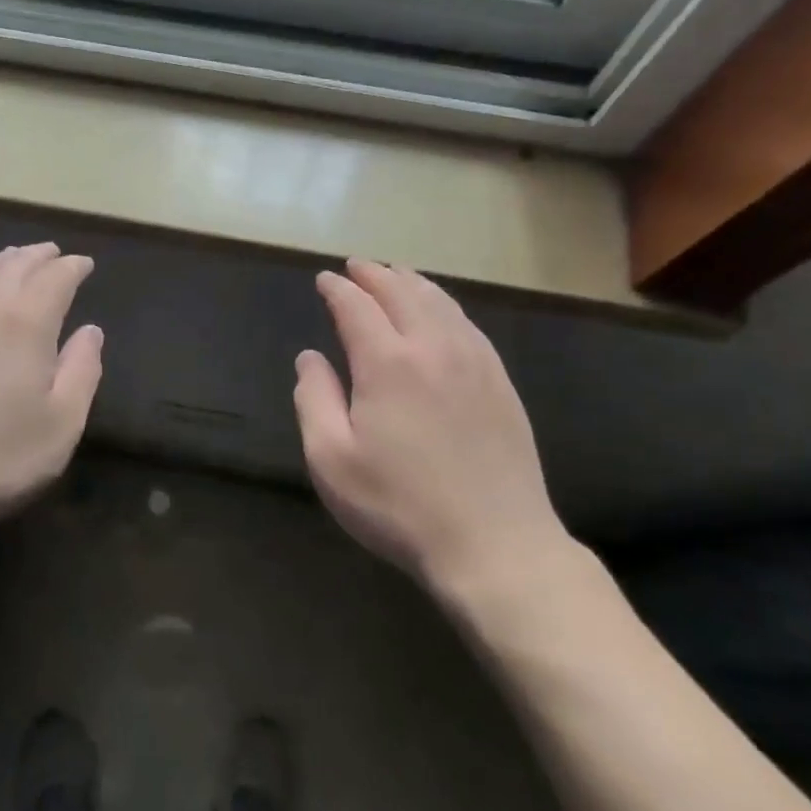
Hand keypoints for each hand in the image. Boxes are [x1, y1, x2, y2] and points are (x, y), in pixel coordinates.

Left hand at [0, 243, 102, 562]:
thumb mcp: (60, 426)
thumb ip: (82, 371)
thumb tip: (90, 331)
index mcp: (26, 322)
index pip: (55, 278)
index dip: (73, 267)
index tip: (84, 265)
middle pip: (14, 264)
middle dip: (38, 256)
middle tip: (52, 254)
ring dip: (1, 260)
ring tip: (14, 259)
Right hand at [293, 259, 574, 603]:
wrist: (495, 544)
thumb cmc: (400, 505)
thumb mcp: (332, 460)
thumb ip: (314, 399)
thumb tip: (310, 357)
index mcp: (387, 363)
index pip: (356, 307)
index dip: (337, 289)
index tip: (323, 280)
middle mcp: (432, 347)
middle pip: (401, 292)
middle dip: (375, 274)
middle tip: (356, 266)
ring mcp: (474, 361)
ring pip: (440, 302)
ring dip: (412, 282)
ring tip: (395, 274)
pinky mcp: (500, 381)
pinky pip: (468, 324)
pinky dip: (445, 305)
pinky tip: (441, 312)